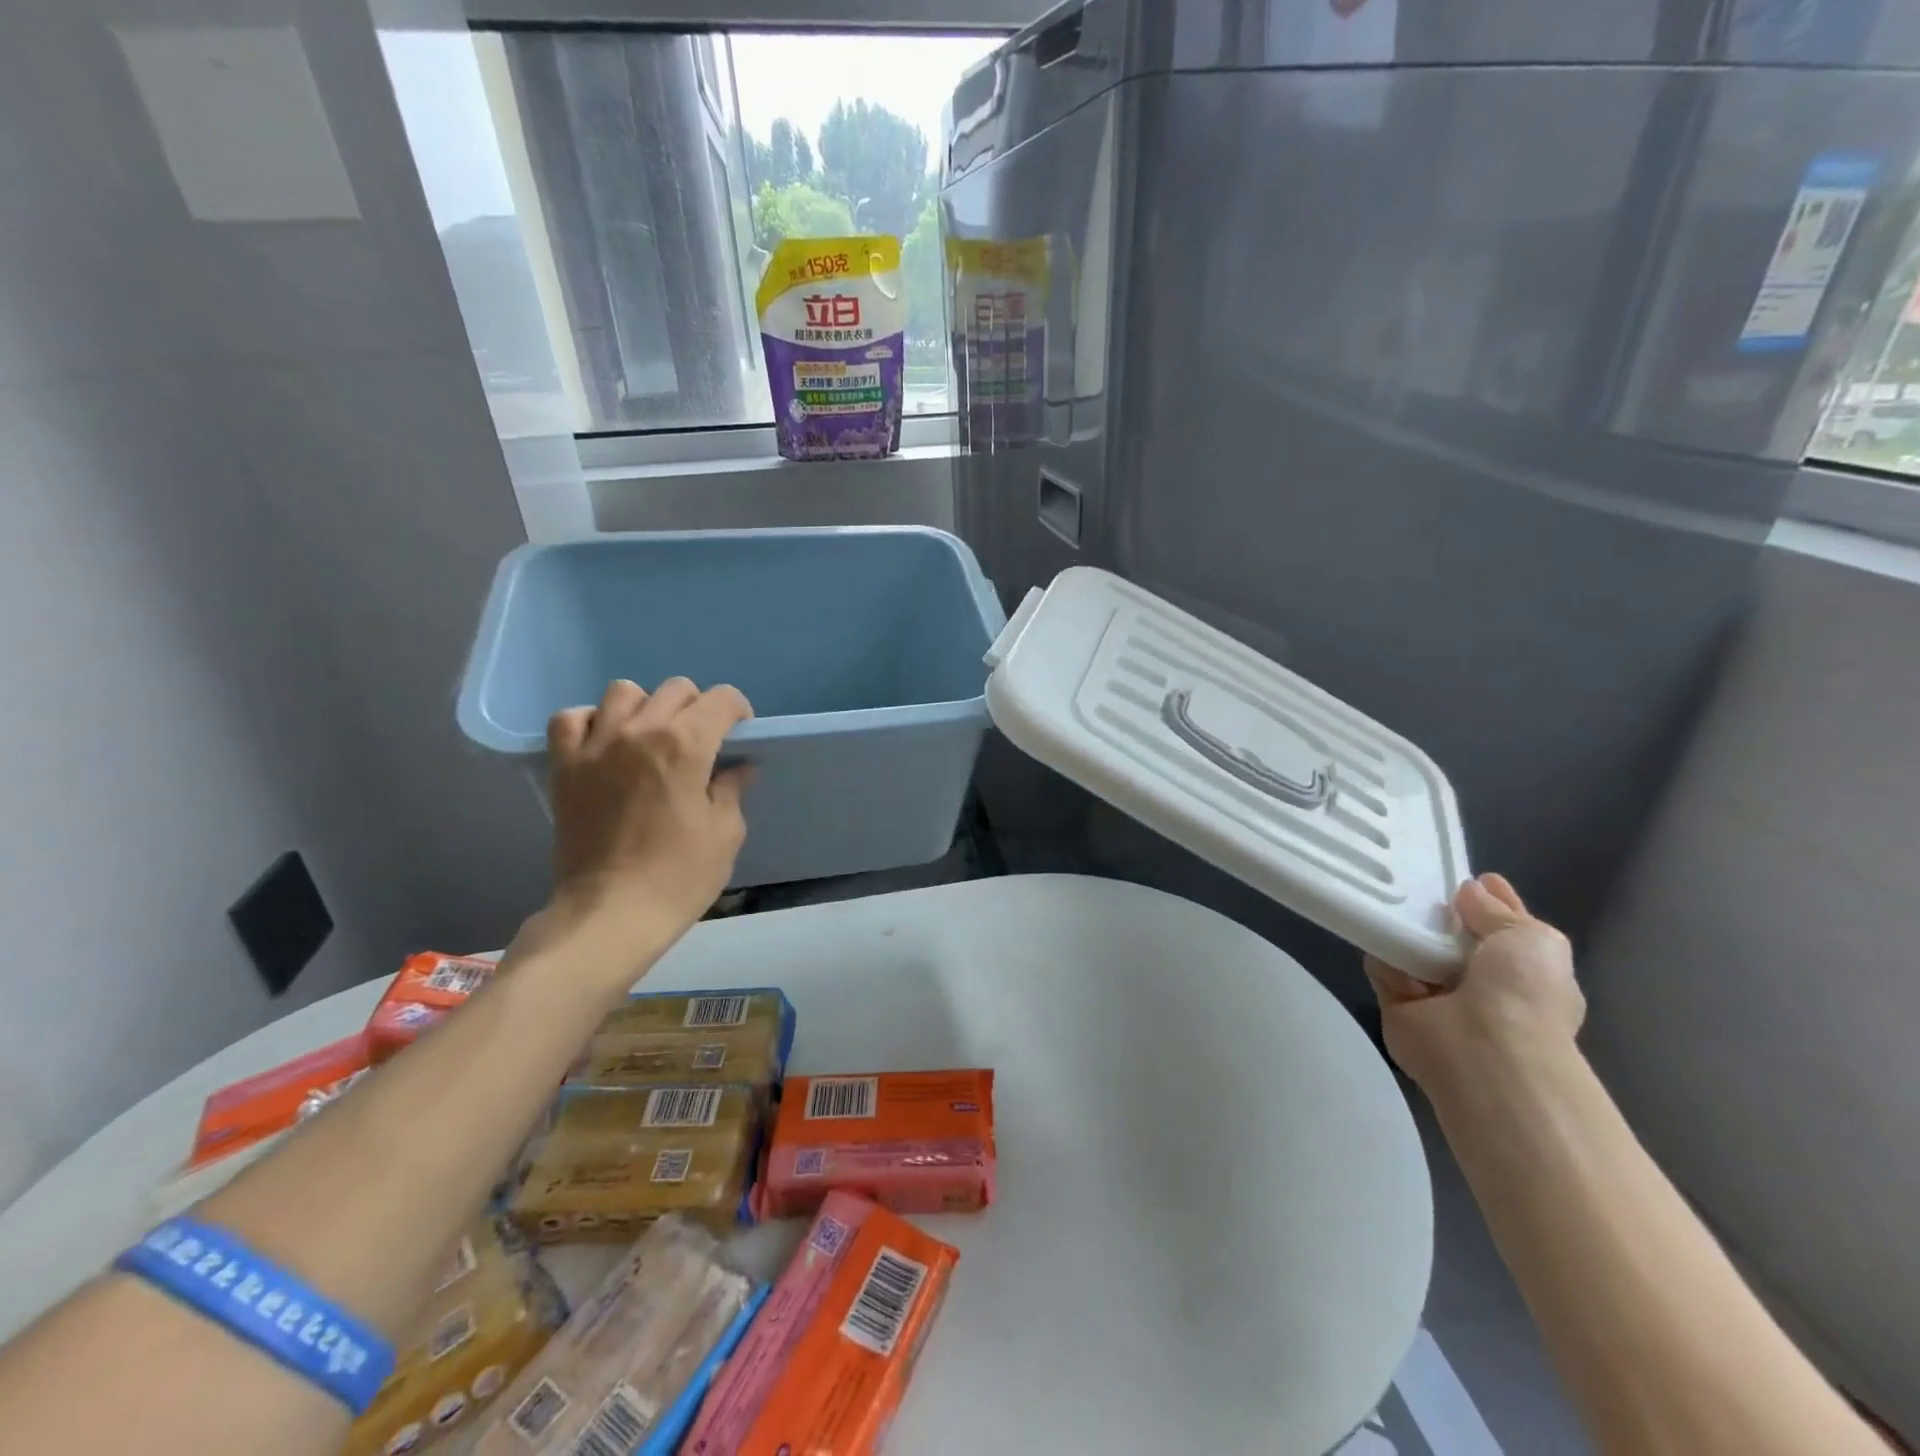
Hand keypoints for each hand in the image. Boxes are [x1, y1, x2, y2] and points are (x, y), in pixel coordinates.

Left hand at [543, 678, 753, 948]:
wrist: (610, 914)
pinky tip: (605, 743)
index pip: (721, 699)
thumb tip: (736, 768)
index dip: (738, 711)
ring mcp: (596, 746)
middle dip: (697, 708)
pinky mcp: (564, 767)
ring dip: (646, 707)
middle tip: (701, 742)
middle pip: (676, 689)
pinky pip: (571, 719)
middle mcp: (639, 731)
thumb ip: (732, 789)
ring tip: (651, 738)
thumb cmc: (679, 876)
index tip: (740, 734)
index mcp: (686, 745)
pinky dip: (591, 721)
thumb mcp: (725, 833)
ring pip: (624, 692)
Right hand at [1365, 873, 1585, 1090]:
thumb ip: (1499, 912)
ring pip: (1416, 951)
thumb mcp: (1533, 939)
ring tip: (1392, 905)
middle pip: (1457, 938)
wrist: (1486, 1053)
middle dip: (1442, 915)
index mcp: (1524, 972)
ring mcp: (1440, 998)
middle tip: (1418, 884)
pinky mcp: (1398, 1006)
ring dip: (1408, 933)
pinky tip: (1386, 946)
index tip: (1478, 877)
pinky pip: (1383, 969)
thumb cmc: (1522, 994)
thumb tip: (1471, 893)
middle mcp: (1484, 985)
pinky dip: (1383, 958)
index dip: (1496, 902)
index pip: (1508, 929)